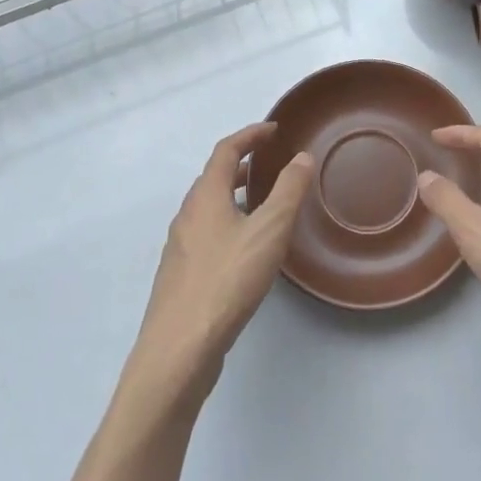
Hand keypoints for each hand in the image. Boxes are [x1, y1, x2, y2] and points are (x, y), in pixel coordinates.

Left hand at [129, 123, 314, 402]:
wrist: (178, 350)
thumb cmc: (226, 281)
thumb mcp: (268, 231)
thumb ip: (288, 191)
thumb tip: (302, 156)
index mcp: (205, 196)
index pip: (226, 150)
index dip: (250, 135)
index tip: (274, 130)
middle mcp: (187, 215)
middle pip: (214, 177)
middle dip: (243, 164)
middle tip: (272, 163)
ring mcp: (181, 247)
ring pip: (210, 207)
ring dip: (236, 195)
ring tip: (265, 203)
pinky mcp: (182, 275)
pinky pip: (208, 233)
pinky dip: (229, 222)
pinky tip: (247, 249)